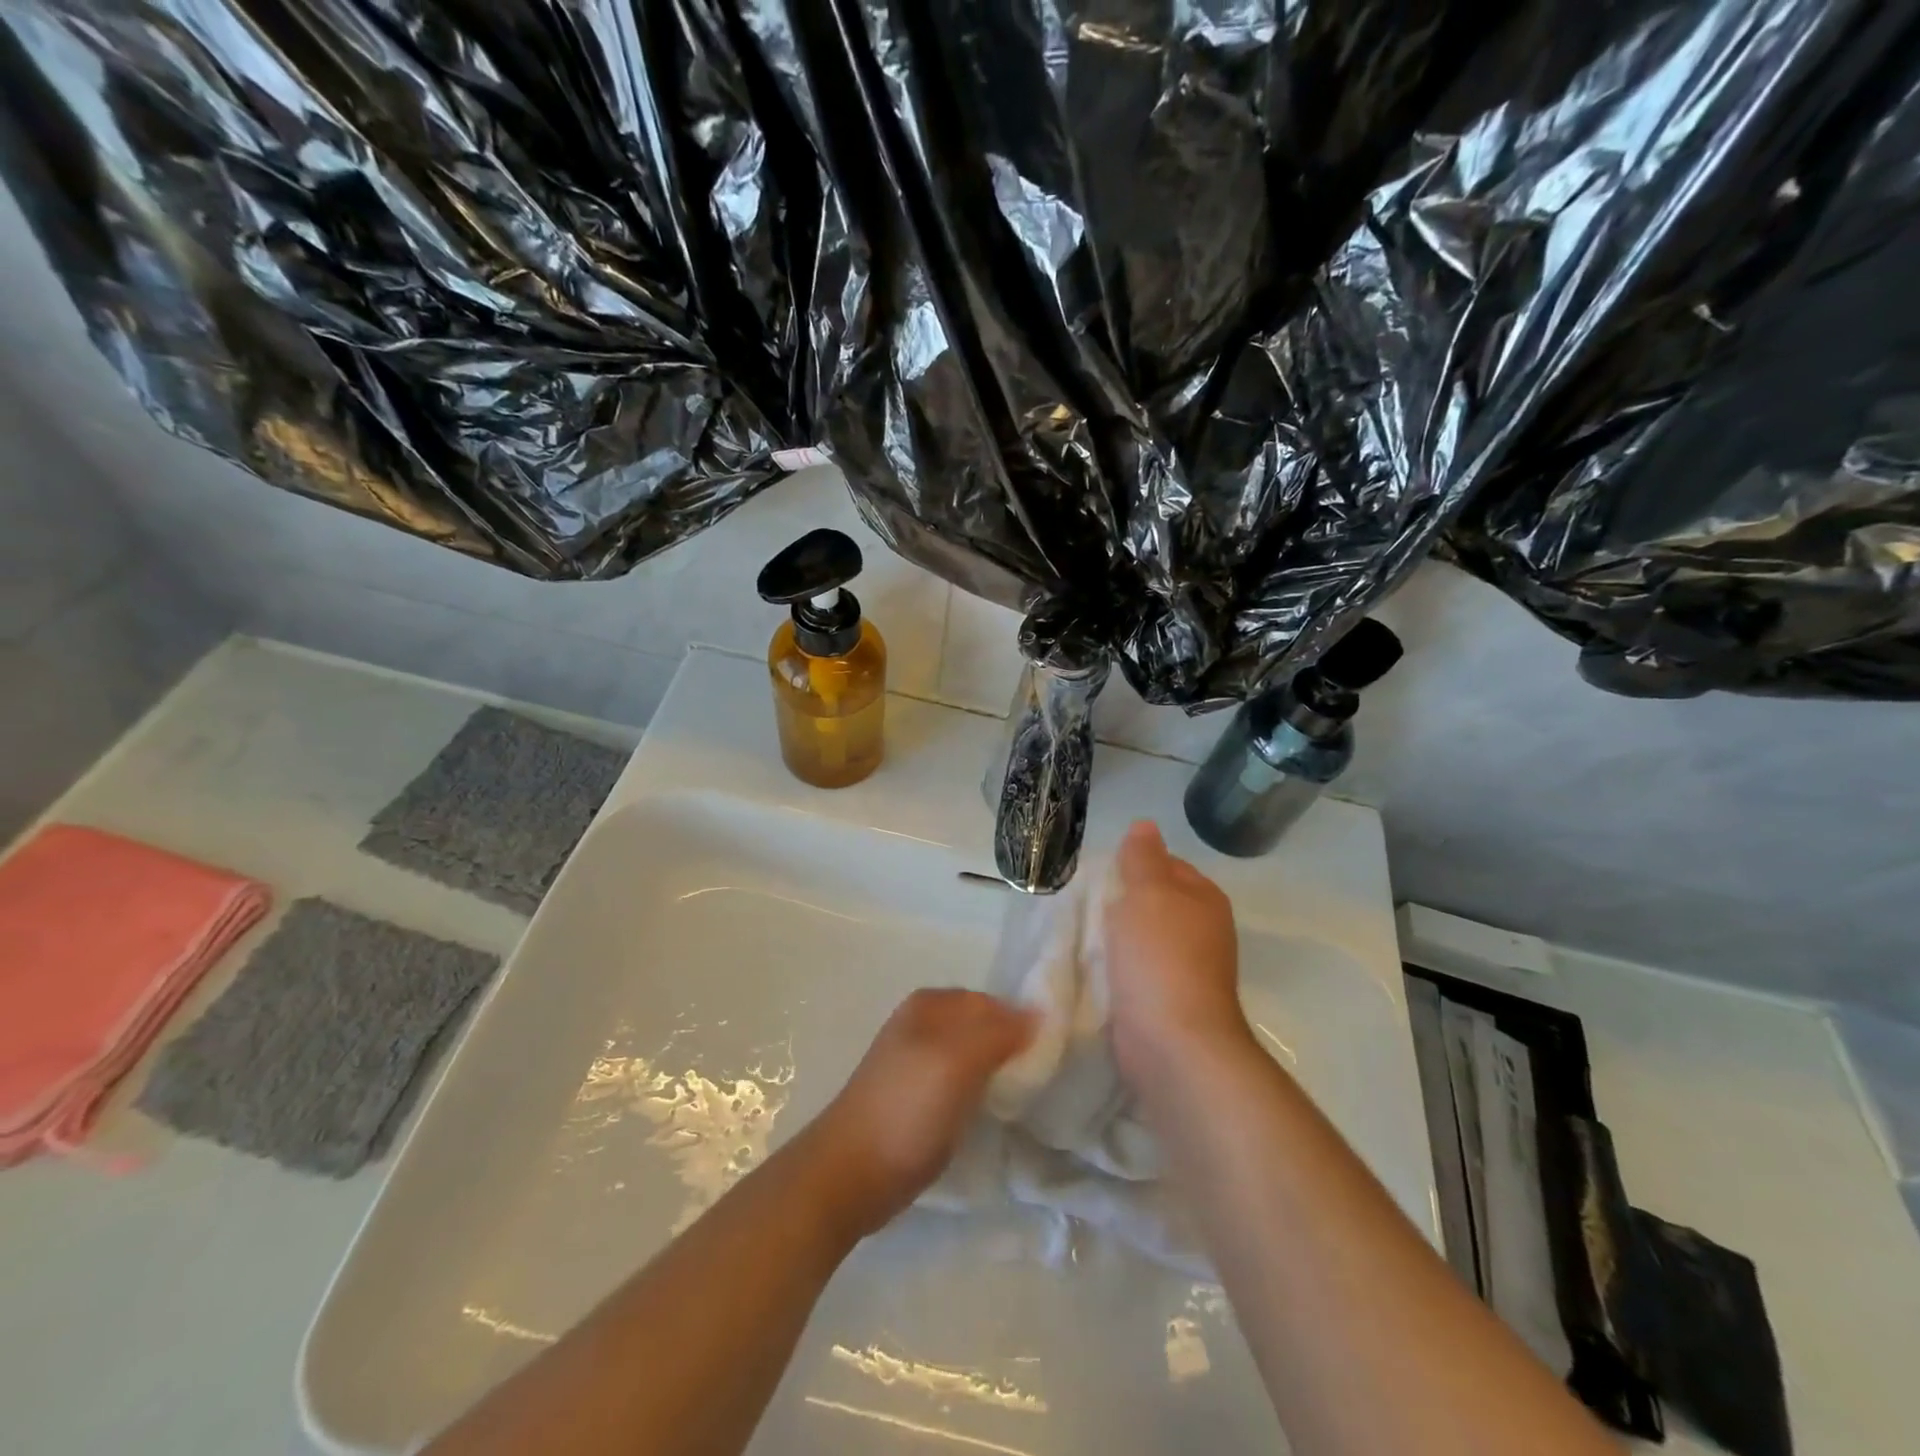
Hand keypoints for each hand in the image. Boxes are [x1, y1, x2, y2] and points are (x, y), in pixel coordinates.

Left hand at [803, 989, 1032, 1238]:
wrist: (852, 1174)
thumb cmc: (905, 1109)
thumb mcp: (956, 1060)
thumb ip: (998, 1032)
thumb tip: (1040, 1014)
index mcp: (931, 1004)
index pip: (995, 1002)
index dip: (1025, 1023)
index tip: (1056, 1054)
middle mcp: (926, 1023)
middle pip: (986, 1027)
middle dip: (1016, 1047)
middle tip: (1048, 1077)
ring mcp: (922, 1061)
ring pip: (978, 1056)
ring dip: (1003, 1072)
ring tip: (1030, 1096)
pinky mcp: (922, 1097)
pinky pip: (966, 1083)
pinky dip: (985, 1092)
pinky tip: (999, 1111)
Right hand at [1104, 820, 1254, 1090]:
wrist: (1172, 1042)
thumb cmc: (1161, 956)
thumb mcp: (1148, 892)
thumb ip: (1143, 857)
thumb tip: (1145, 824)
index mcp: (1204, 899)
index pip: (1167, 865)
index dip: (1134, 863)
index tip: (1099, 872)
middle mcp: (1200, 931)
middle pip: (1153, 902)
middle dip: (1119, 901)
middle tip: (1080, 901)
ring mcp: (1185, 969)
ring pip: (1141, 938)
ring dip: (1114, 937)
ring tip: (1078, 932)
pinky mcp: (1165, 1001)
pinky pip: (1134, 971)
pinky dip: (1115, 968)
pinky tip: (1089, 966)